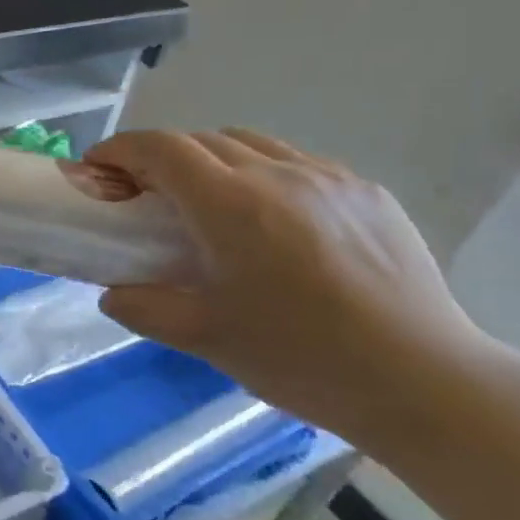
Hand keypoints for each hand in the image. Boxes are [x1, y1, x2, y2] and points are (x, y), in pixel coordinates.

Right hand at [89, 129, 493, 443]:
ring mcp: (330, 178)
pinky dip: (262, 174)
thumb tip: (112, 294)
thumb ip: (145, 309)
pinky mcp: (368, 192)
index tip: (97, 168)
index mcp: (233, 206)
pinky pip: (297, 164)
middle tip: (143, 195)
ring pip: (252, 144)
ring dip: (211, 160)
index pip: (162, 149)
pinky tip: (270, 220)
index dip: (121, 150)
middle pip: (202, 140)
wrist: (422, 380)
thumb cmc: (302, 359)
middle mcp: (279, 174)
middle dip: (160, 157)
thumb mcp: (206, 340)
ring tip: (205, 203)